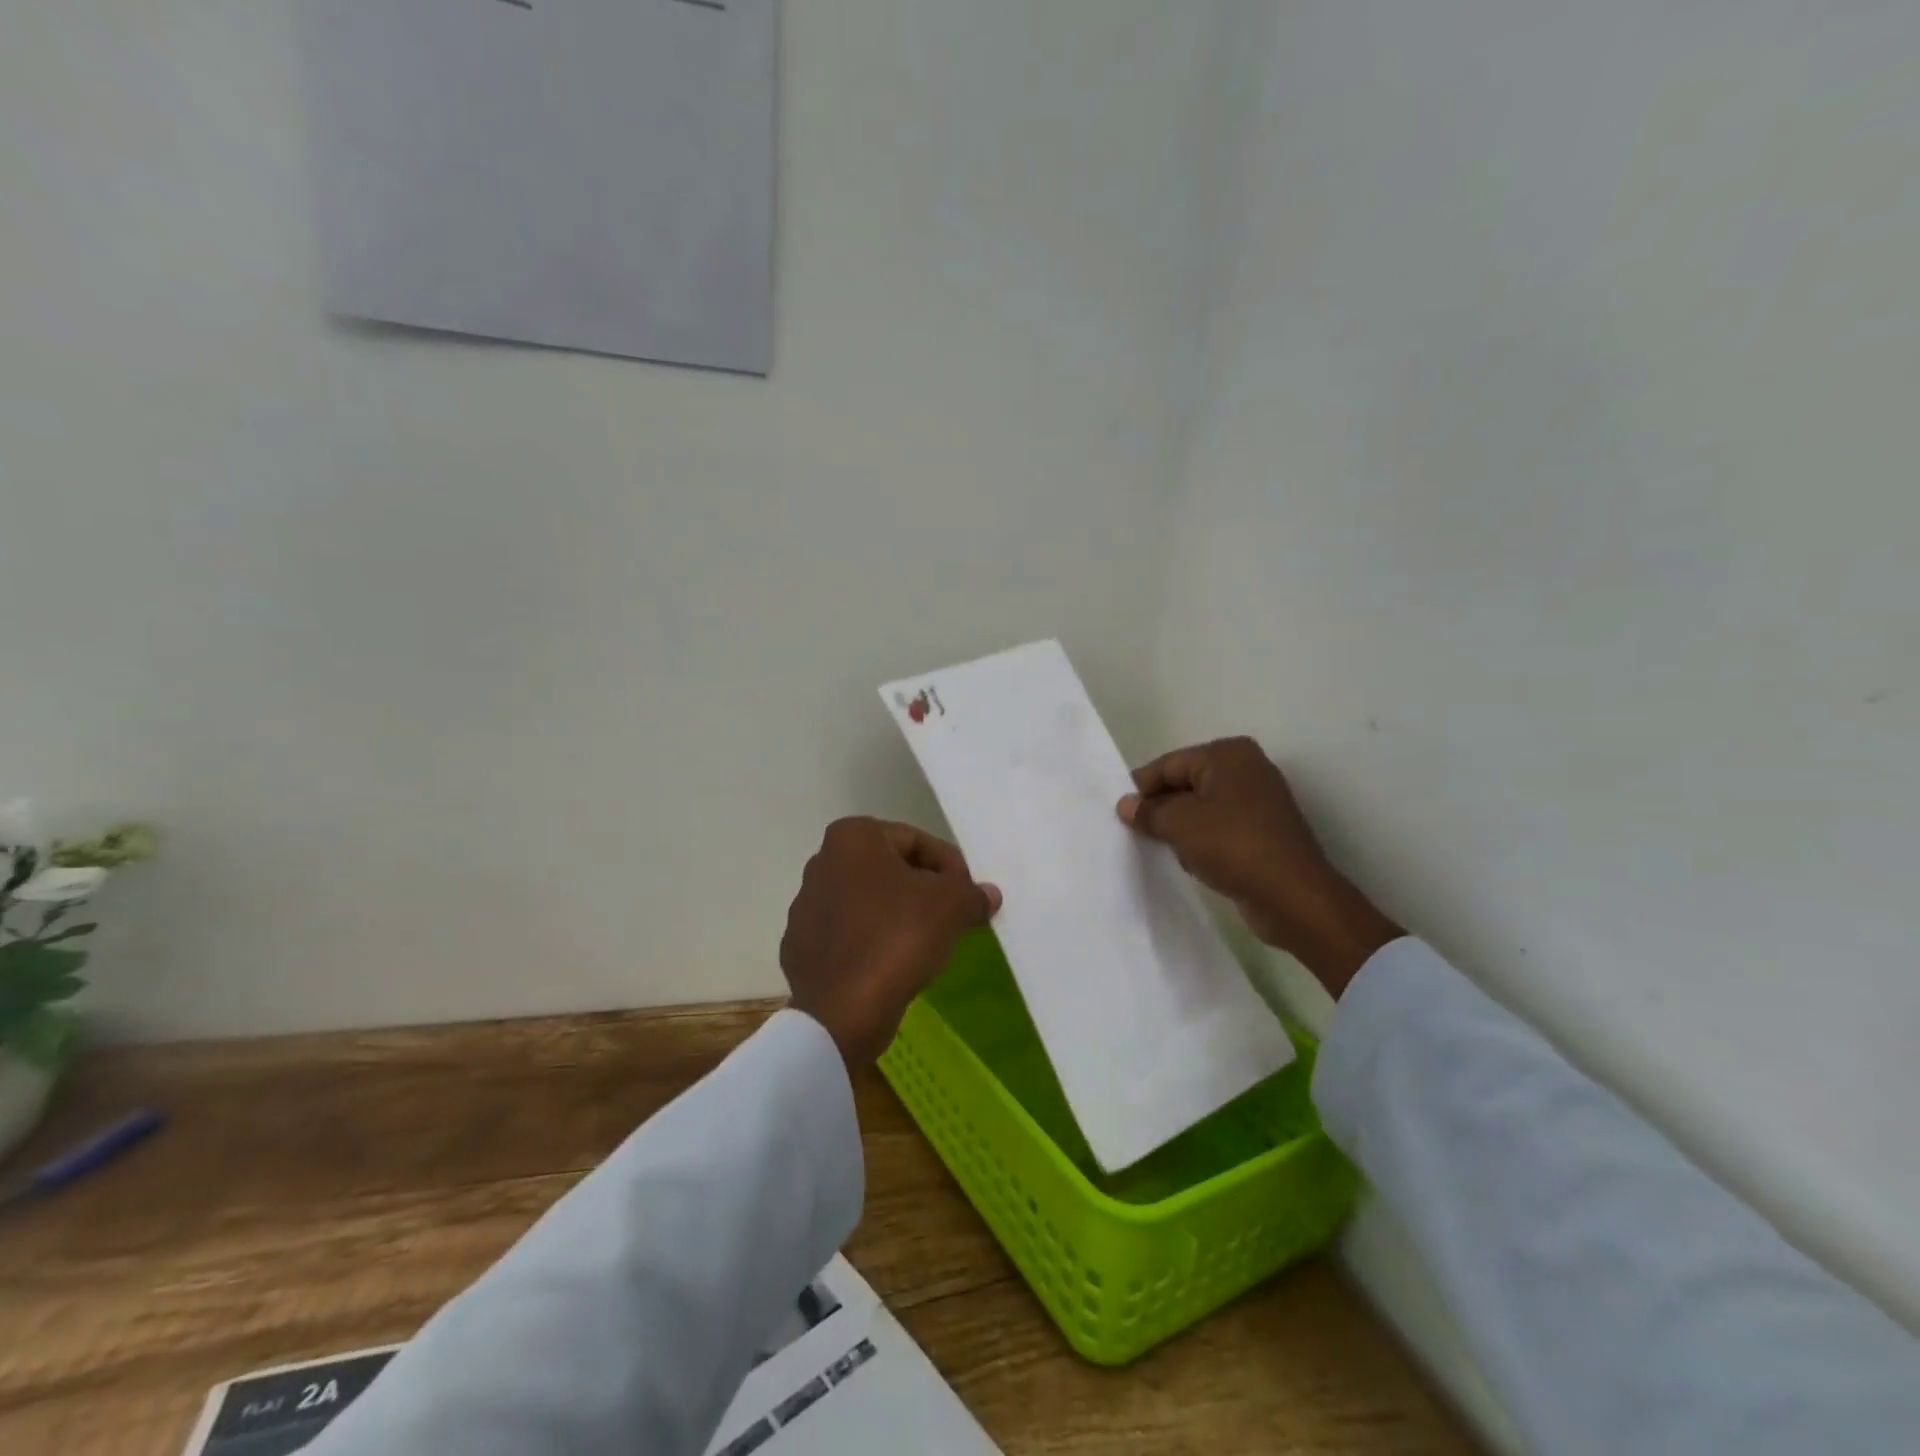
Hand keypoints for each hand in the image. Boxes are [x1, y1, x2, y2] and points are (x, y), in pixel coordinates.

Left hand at [781, 817, 1001, 1067]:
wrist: (842, 1011)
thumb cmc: (897, 938)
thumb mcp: (951, 906)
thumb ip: (972, 893)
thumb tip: (988, 894)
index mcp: (852, 838)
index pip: (916, 841)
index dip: (949, 866)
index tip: (968, 893)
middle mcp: (822, 863)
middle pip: (889, 869)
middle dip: (924, 889)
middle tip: (953, 916)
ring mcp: (806, 907)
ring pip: (868, 903)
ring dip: (898, 915)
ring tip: (927, 943)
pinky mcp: (800, 947)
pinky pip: (849, 936)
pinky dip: (873, 943)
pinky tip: (894, 965)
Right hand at [1117, 738, 1400, 997]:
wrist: (1292, 896)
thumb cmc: (1232, 844)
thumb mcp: (1178, 823)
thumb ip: (1148, 811)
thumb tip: (1126, 805)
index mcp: (1228, 754)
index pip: (1169, 764)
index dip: (1141, 787)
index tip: (1119, 811)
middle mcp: (1246, 769)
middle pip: (1186, 784)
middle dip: (1161, 807)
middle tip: (1133, 830)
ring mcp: (1259, 801)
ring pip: (1202, 808)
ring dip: (1181, 828)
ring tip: (1161, 848)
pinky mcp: (1264, 832)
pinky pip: (1220, 829)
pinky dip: (1202, 842)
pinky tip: (1191, 861)